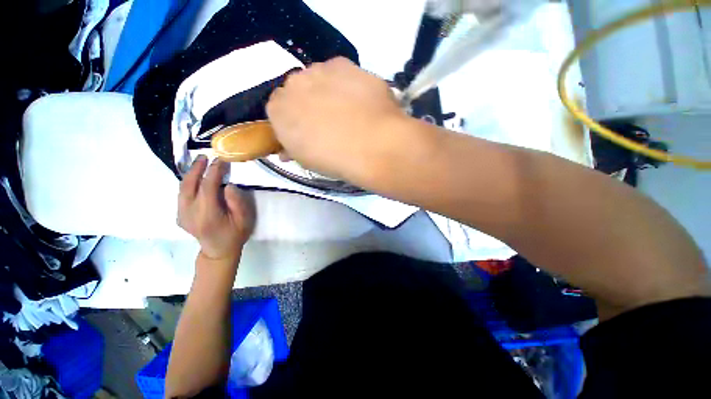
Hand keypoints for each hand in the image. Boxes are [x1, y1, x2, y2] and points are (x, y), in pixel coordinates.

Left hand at [178, 156, 255, 261]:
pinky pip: (182, 194)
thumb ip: (236, 202)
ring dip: (190, 173)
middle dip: (196, 168)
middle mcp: (189, 213)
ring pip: (182, 188)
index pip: (207, 187)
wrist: (218, 251)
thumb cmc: (235, 235)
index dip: (214, 171)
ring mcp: (181, 215)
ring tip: (199, 162)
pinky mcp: (179, 215)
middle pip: (189, 185)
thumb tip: (228, 184)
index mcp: (207, 215)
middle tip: (204, 156)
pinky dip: (188, 182)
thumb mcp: (244, 219)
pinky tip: (196, 177)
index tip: (221, 160)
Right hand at [266, 57, 406, 180]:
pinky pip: (342, 73)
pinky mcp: (346, 64)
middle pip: (299, 89)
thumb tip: (288, 150)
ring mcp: (320, 70)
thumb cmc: (334, 160)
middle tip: (330, 122)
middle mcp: (294, 84)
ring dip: (330, 91)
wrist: (370, 145)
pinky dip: (348, 85)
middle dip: (310, 103)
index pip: (279, 109)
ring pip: (320, 78)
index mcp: (278, 110)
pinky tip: (361, 101)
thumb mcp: (307, 161)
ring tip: (350, 112)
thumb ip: (293, 149)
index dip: (295, 120)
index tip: (308, 131)